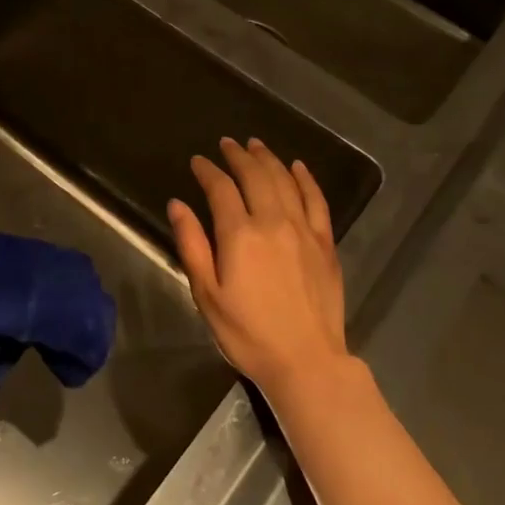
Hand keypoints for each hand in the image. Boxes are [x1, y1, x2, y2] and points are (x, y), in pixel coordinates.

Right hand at [167, 139, 348, 406]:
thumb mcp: (207, 294)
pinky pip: (317, 200)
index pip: (221, 189)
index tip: (198, 161)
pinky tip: (298, 167)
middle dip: (239, 156)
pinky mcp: (325, 243)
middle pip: (255, 176)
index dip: (208, 171)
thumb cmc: (247, 333)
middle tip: (228, 143)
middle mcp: (273, 222)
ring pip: (285, 181)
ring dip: (269, 159)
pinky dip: (306, 179)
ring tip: (256, 145)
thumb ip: (192, 245)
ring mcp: (304, 230)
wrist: (306, 361)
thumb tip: (178, 204)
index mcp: (240, 235)